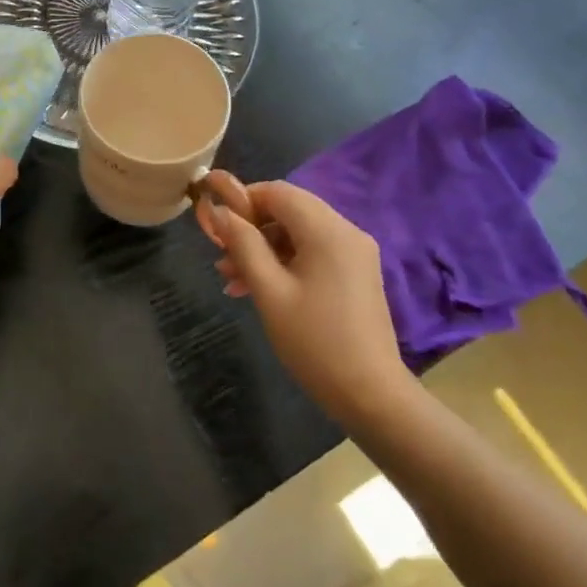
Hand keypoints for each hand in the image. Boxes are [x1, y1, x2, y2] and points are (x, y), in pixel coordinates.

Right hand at [196, 172, 411, 421]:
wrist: (370, 394)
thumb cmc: (314, 341)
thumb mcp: (269, 291)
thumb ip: (243, 244)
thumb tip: (218, 211)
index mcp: (327, 231)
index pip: (278, 191)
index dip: (242, 200)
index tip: (215, 225)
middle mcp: (346, 232)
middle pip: (289, 210)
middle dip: (251, 228)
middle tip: (221, 257)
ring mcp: (354, 253)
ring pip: (299, 233)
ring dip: (264, 248)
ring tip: (231, 279)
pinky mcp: (355, 274)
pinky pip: (313, 252)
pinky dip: (285, 262)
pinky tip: (258, 288)